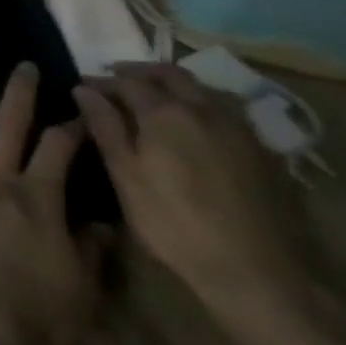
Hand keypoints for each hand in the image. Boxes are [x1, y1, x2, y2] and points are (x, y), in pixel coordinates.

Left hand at [0, 63, 105, 344]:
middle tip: (25, 69)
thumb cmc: (36, 321)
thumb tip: (99, 226)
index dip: (73, 127)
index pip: (60, 146)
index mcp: (38, 197)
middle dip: (20, 90)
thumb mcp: (81, 293)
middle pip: (9, 120)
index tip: (82, 114)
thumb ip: (89, 253)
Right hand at [75, 62, 302, 319]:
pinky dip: (202, 104)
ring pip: (203, 88)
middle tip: (116, 81)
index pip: (127, 81)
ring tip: (155, 98)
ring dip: (174, 85)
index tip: (83, 88)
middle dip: (139, 72)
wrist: (256, 272)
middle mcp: (205, 108)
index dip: (102, 82)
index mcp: (166, 113)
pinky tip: (195, 125)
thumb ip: (105, 127)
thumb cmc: (174, 223)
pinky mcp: (262, 150)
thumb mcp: (126, 177)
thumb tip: (84, 90)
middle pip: (170, 74)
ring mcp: (239, 128)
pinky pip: (226, 110)